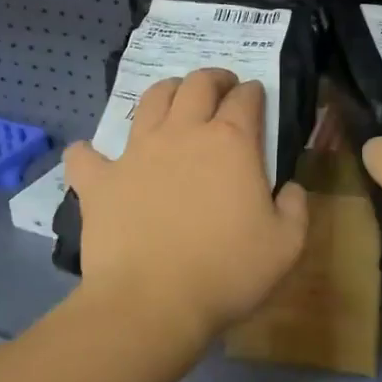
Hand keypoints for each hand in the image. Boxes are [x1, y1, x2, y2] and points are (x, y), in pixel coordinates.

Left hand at [63, 68, 308, 337]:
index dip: (254, 92)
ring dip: (166, 92)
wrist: (153, 303)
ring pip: (150, 100)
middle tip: (221, 87)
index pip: (246, 98)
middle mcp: (183, 133)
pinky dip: (89, 152)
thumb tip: (289, 188)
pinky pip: (86, 155)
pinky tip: (92, 156)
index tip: (256, 95)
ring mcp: (136, 152)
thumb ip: (295, 208)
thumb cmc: (227, 272)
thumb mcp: (286, 246)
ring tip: (172, 100)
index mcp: (231, 143)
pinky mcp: (100, 180)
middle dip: (213, 78)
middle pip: (197, 84)